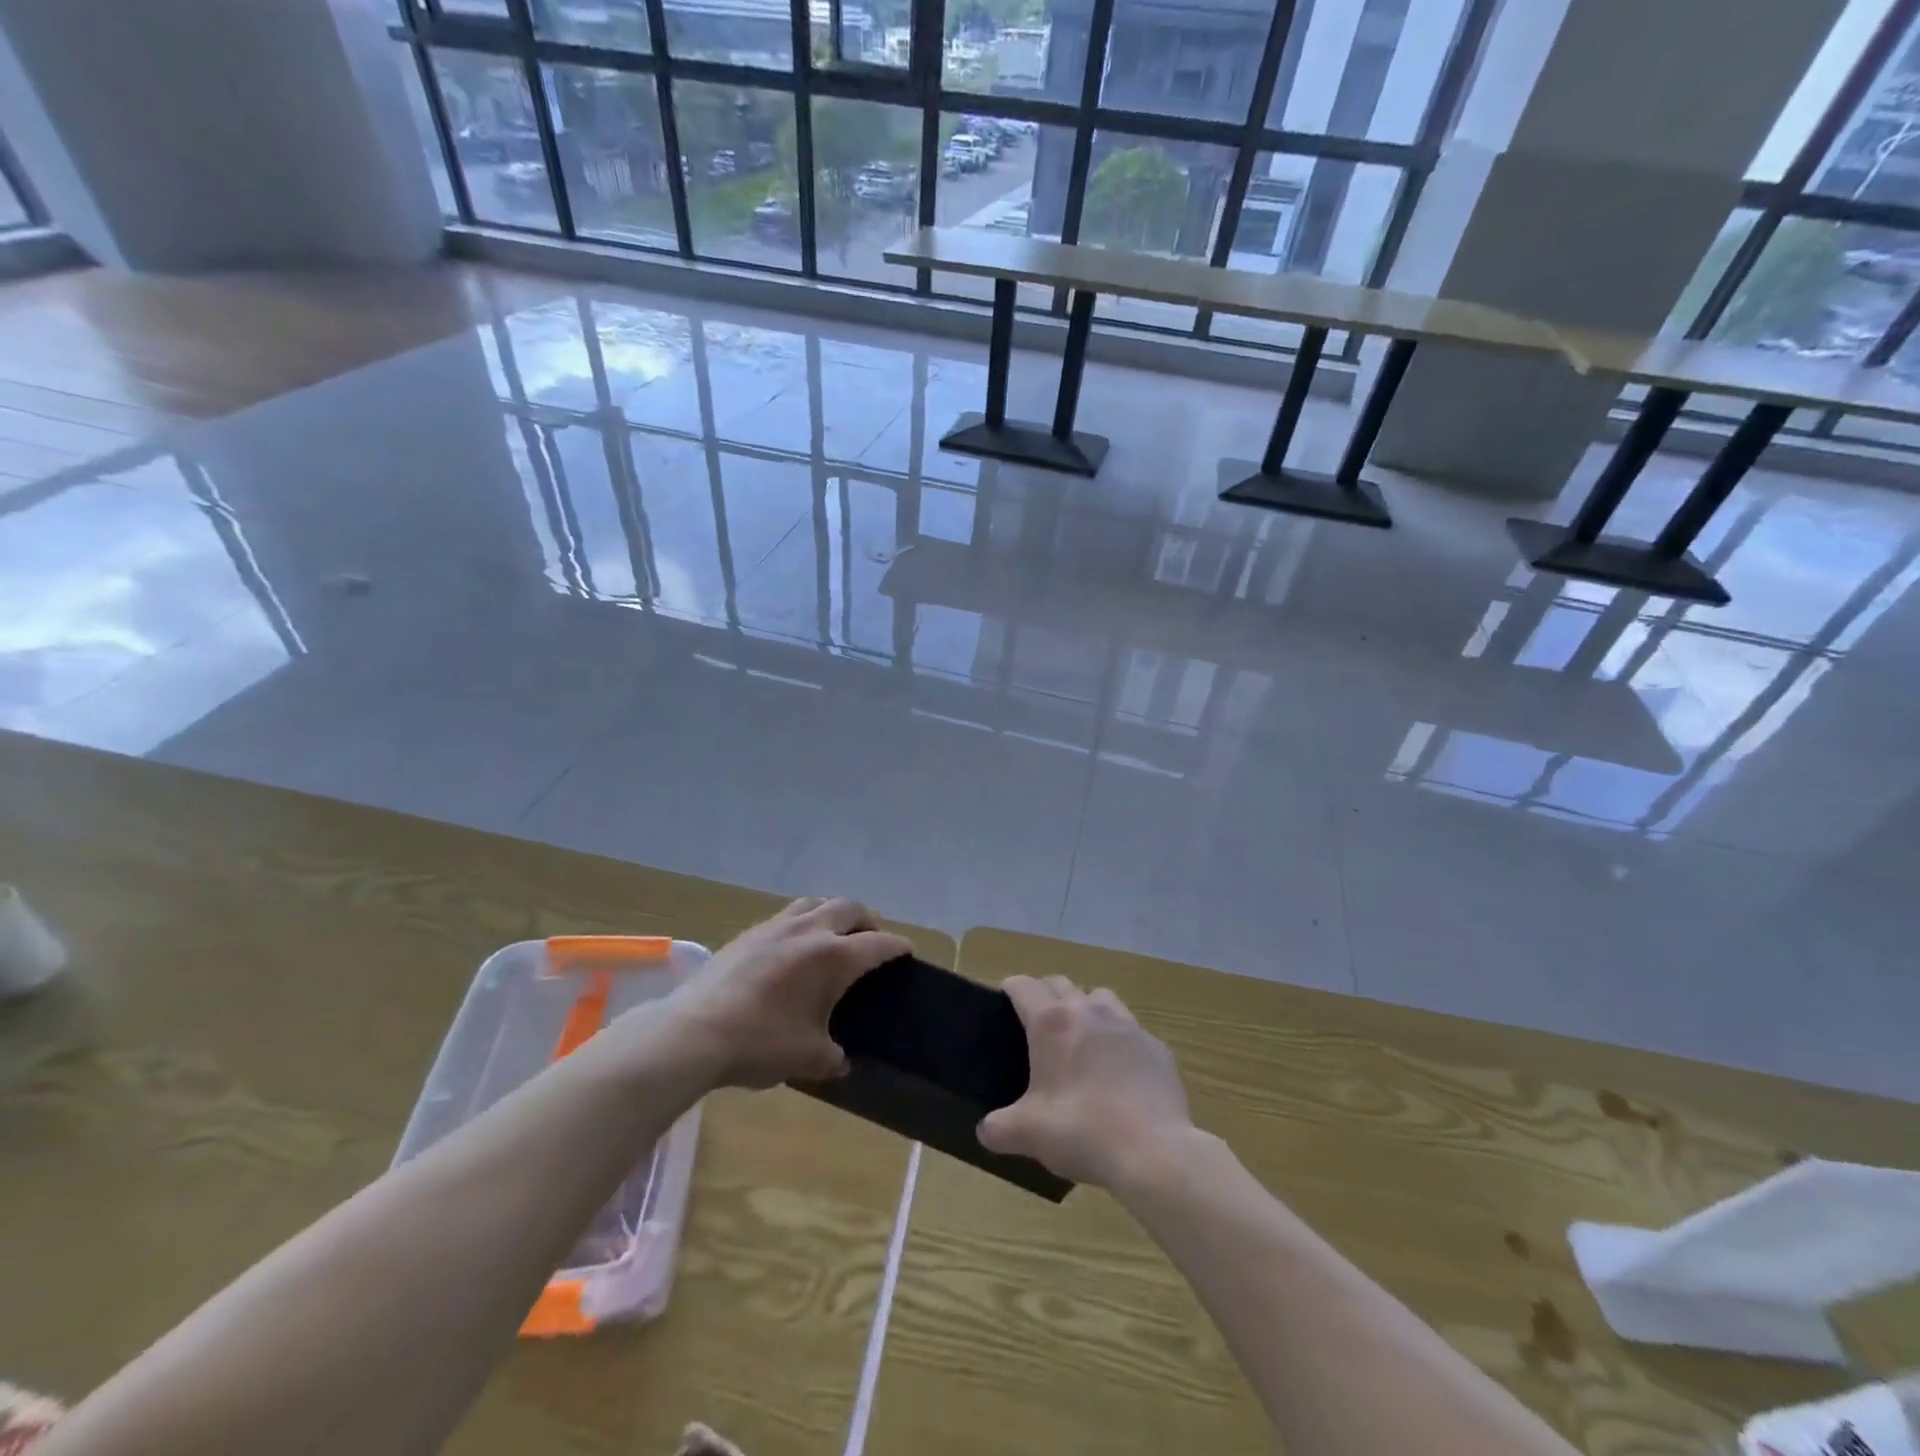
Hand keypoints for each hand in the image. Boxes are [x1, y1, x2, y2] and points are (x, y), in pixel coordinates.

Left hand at [666, 897, 909, 1089]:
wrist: (693, 1032)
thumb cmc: (760, 1043)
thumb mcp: (807, 1058)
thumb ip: (832, 1056)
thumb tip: (840, 1061)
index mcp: (834, 957)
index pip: (877, 944)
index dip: (897, 946)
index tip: (906, 951)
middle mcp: (809, 931)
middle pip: (849, 907)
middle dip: (866, 921)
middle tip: (869, 941)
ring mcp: (775, 927)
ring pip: (815, 902)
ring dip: (832, 913)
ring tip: (832, 935)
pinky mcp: (748, 933)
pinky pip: (786, 915)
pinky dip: (802, 922)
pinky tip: (792, 947)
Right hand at [978, 976, 1194, 1188]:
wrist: (1154, 1152)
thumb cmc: (1082, 1132)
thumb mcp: (1029, 1134)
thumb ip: (999, 1128)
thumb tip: (986, 1130)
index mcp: (1052, 1022)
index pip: (1023, 986)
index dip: (1009, 990)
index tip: (1002, 1006)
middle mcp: (1088, 1010)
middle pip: (1059, 983)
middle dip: (1044, 996)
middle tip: (1035, 1028)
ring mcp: (1126, 1024)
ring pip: (1098, 997)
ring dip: (1083, 1008)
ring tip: (1079, 1041)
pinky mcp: (1155, 1046)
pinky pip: (1129, 1029)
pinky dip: (1117, 1039)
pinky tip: (1118, 1072)